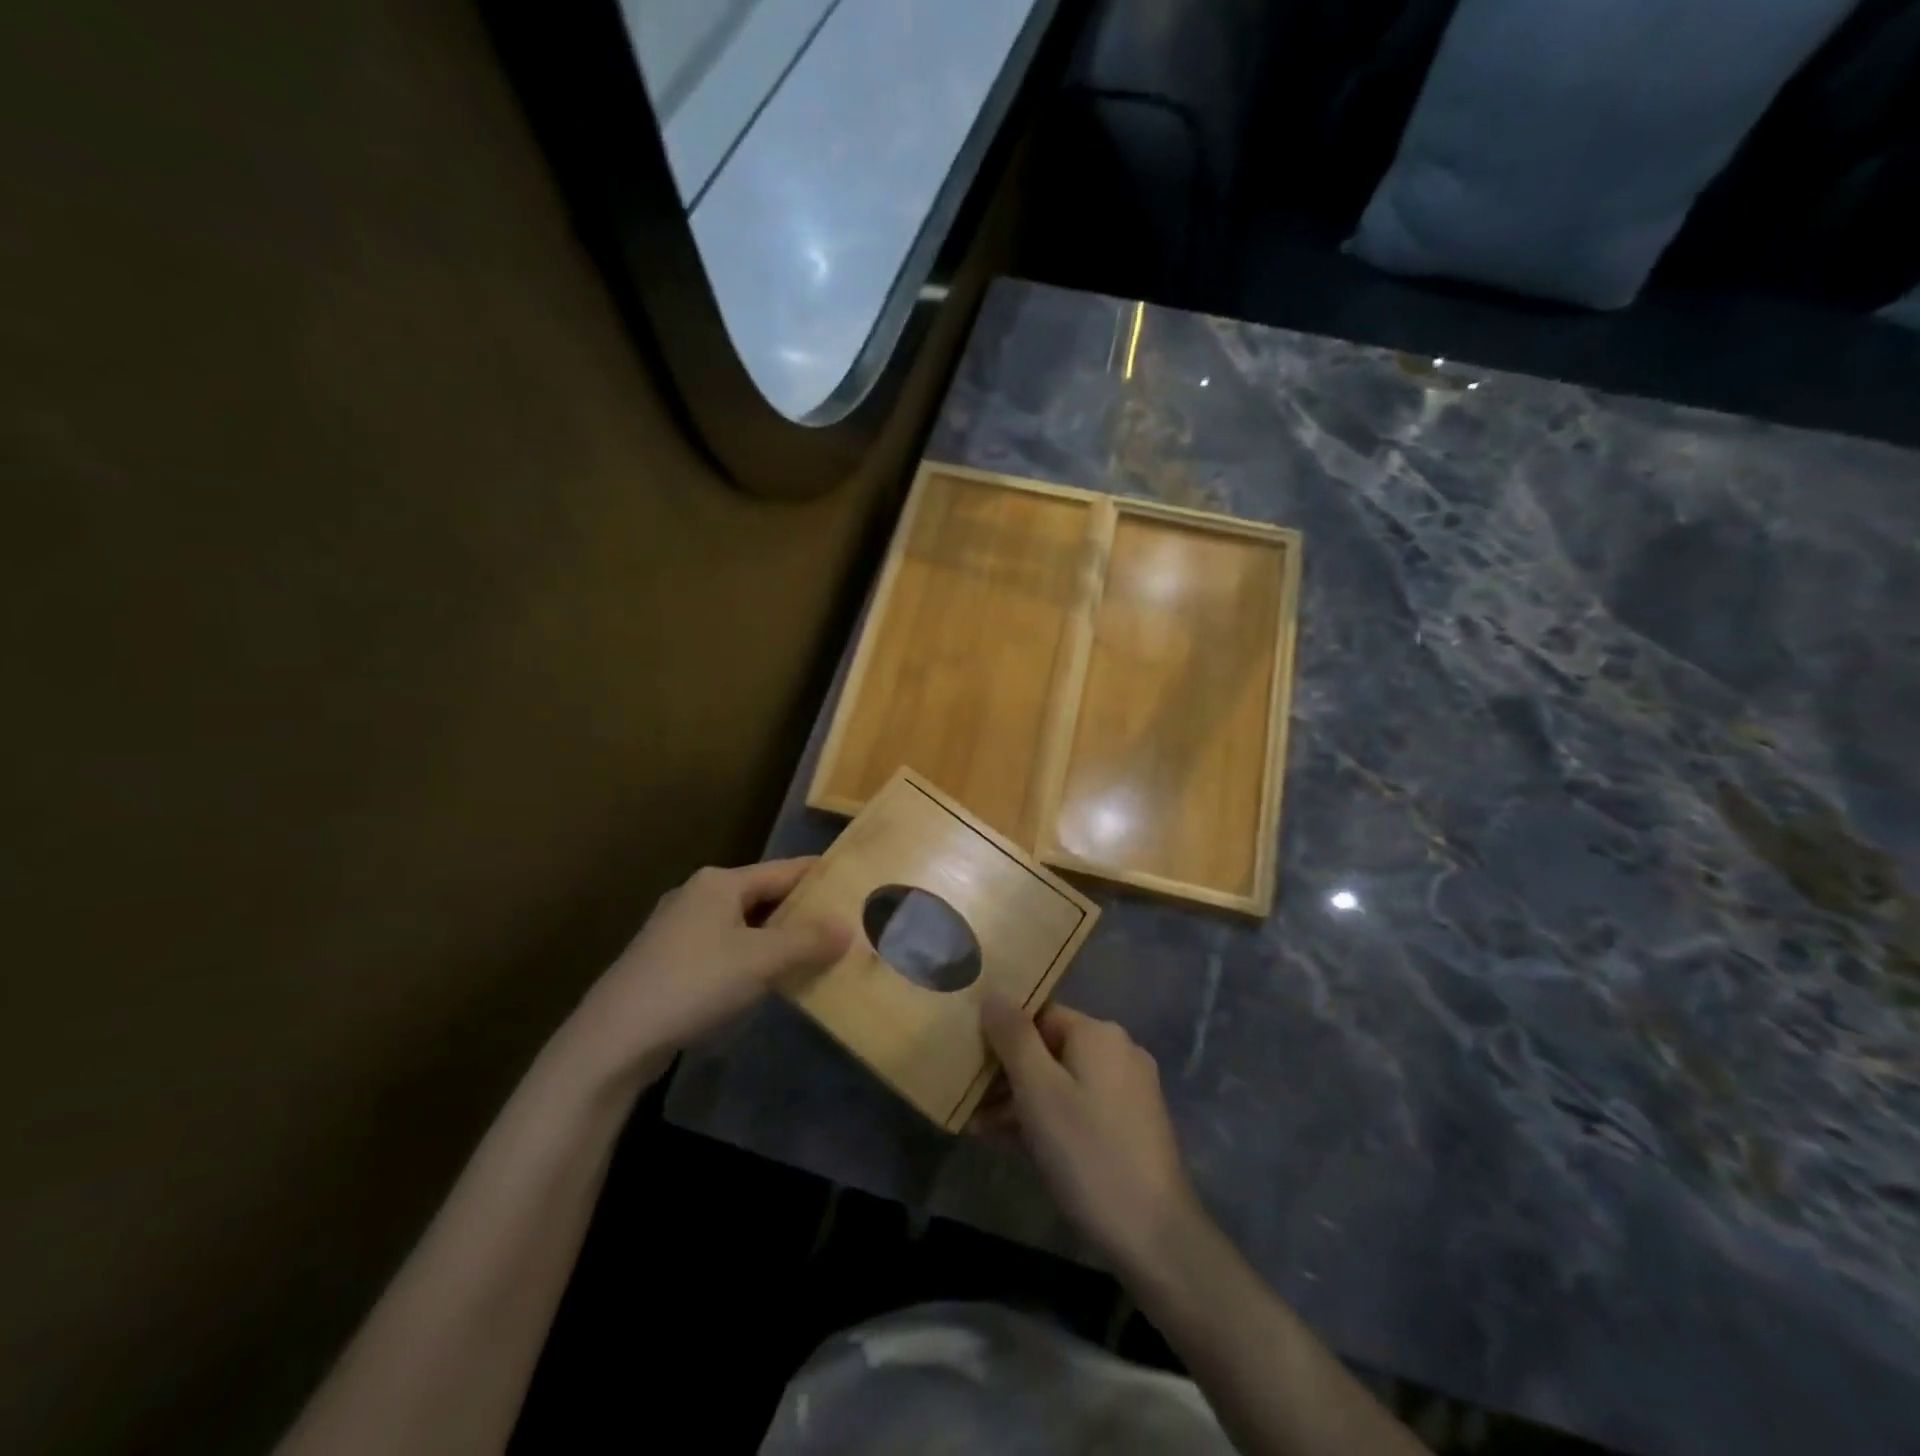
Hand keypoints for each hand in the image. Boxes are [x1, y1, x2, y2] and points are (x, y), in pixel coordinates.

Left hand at [565, 859, 849, 1087]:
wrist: (613, 1040)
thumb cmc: (693, 985)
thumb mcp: (760, 961)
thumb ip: (807, 941)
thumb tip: (847, 926)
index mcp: (719, 883)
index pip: (784, 870)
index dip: (821, 878)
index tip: (856, 887)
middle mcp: (698, 895)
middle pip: (764, 896)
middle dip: (801, 912)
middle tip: (843, 927)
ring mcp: (678, 929)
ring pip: (744, 924)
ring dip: (777, 938)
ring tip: (814, 954)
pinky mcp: (668, 961)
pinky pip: (724, 947)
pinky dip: (751, 957)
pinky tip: (766, 979)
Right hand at [974, 992, 1201, 1272]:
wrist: (1155, 1236)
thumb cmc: (1087, 1152)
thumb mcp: (1039, 1090)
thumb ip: (1013, 1036)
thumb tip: (993, 990)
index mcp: (1099, 1033)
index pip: (1039, 1015)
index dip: (1001, 1035)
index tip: (970, 1063)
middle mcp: (1119, 1050)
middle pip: (1049, 1048)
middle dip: (1008, 1074)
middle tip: (970, 1104)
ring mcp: (1129, 1088)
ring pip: (1062, 1080)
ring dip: (1022, 1100)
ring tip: (981, 1130)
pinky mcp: (1132, 1123)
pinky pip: (1079, 1105)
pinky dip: (1049, 1117)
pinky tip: (1016, 1143)